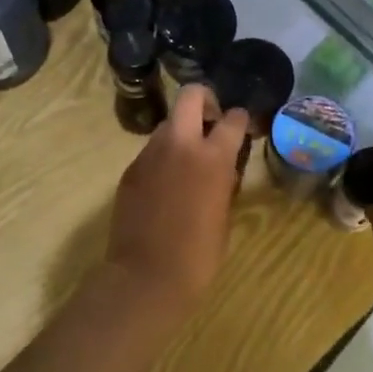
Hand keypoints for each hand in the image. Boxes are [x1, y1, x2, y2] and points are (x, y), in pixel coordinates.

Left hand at [105, 84, 248, 314]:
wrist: (146, 276)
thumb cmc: (198, 255)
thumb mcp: (225, 215)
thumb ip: (224, 181)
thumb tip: (223, 168)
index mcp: (212, 157)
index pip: (233, 119)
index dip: (240, 120)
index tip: (242, 127)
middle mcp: (180, 144)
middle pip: (190, 95)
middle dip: (204, 100)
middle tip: (211, 123)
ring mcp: (150, 154)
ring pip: (168, 124)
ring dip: (181, 132)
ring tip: (187, 161)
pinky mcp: (130, 170)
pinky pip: (151, 151)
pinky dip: (163, 158)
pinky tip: (166, 185)